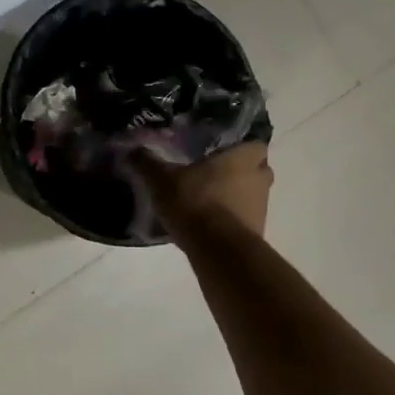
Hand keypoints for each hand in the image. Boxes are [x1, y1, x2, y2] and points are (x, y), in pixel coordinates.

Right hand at [138, 141, 273, 241]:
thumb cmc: (196, 202)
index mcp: (244, 157)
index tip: (223, 152)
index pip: (255, 144)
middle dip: (239, 173)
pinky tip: (208, 226)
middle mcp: (260, 179)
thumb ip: (147, 163)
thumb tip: (132, 150)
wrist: (218, 250)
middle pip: (256, 170)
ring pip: (251, 196)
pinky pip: (243, 221)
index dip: (241, 147)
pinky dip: (231, 221)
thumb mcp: (162, 180)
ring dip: (235, 198)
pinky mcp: (257, 234)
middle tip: (213, 175)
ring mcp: (262, 208)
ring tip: (207, 202)